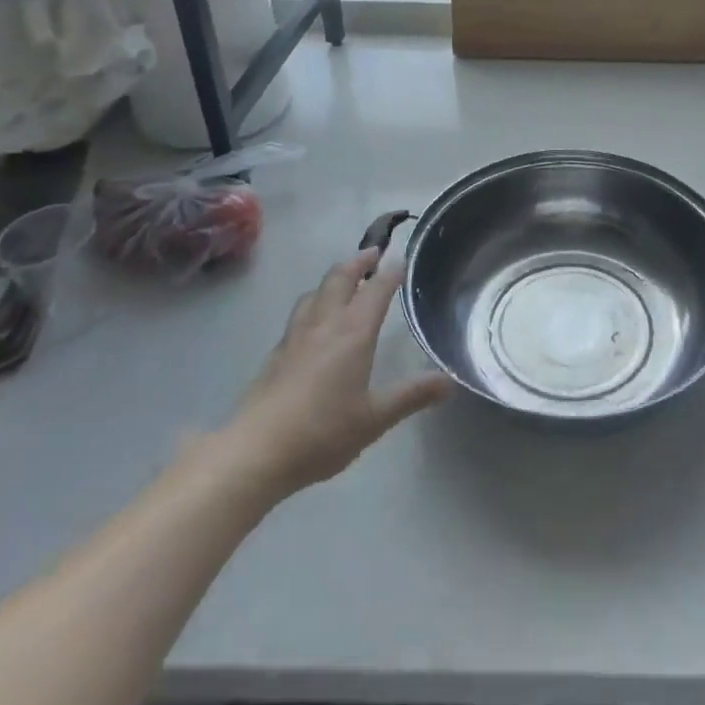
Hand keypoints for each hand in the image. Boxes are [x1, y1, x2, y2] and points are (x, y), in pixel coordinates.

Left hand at [220, 249, 451, 496]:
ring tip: (343, 281)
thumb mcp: (375, 418)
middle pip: (340, 278)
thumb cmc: (322, 432)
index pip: (376, 290)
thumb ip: (411, 396)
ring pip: (315, 292)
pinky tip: (314, 321)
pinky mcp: (276, 353)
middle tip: (373, 254)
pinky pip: (299, 313)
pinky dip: (314, 303)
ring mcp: (296, 336)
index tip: (402, 261)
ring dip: (333, 279)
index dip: (391, 273)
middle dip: (358, 262)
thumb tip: (449, 381)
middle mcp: (324, 324)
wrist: (256, 451)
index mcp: (353, 332)